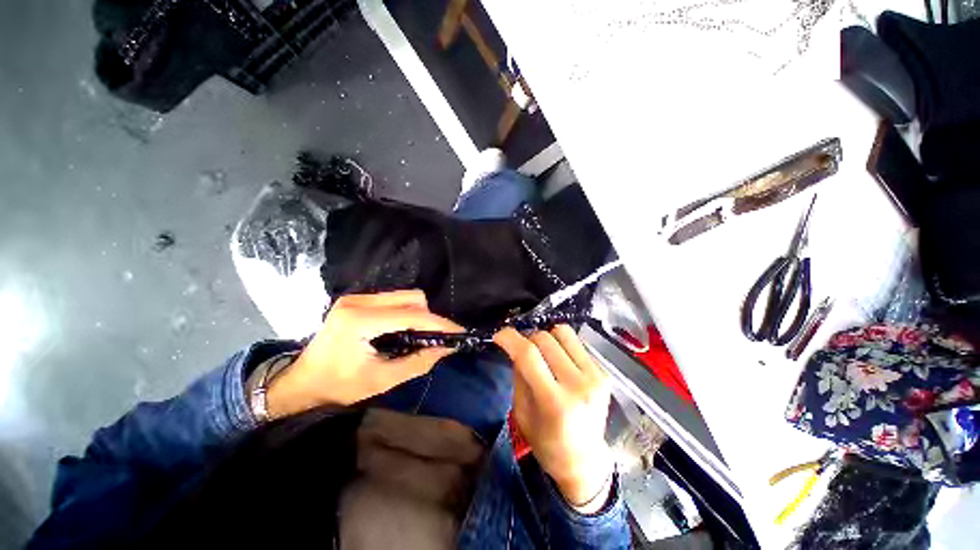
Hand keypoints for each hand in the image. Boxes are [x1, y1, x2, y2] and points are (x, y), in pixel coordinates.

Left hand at [267, 290, 461, 417]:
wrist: (302, 381)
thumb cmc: (338, 386)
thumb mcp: (381, 380)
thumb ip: (417, 363)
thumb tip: (446, 349)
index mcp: (360, 320)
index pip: (411, 315)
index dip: (438, 323)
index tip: (458, 331)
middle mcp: (358, 301)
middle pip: (411, 298)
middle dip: (429, 317)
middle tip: (434, 338)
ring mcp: (356, 298)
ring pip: (404, 296)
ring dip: (418, 314)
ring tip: (418, 336)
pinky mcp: (357, 300)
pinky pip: (394, 300)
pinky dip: (406, 313)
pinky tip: (403, 330)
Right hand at [494, 325, 614, 510]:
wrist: (585, 460)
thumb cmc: (546, 442)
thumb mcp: (522, 412)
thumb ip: (519, 375)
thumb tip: (516, 346)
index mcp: (555, 403)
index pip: (529, 356)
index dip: (510, 339)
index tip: (499, 335)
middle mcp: (578, 385)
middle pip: (545, 339)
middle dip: (527, 339)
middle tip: (521, 350)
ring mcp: (595, 377)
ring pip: (563, 332)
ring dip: (546, 337)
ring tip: (542, 352)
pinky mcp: (604, 372)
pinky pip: (575, 343)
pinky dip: (561, 346)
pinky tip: (559, 361)